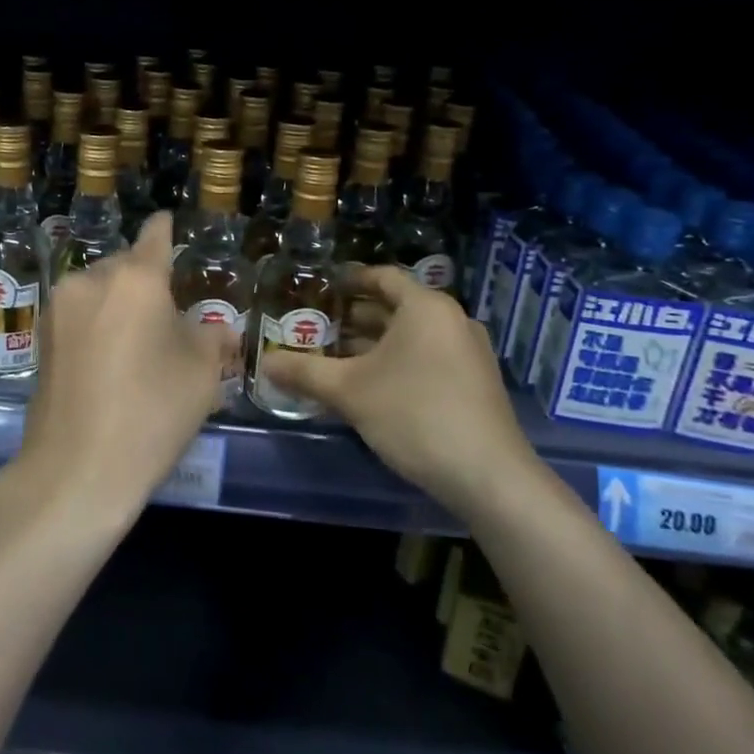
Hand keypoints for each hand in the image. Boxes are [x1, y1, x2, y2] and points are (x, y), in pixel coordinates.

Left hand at [15, 212, 235, 523]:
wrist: (77, 469)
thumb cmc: (151, 412)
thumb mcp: (201, 374)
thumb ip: (211, 337)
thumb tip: (216, 328)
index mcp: (136, 279)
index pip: (155, 236)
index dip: (166, 228)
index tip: (168, 222)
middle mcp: (92, 280)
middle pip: (125, 265)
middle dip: (146, 281)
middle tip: (167, 314)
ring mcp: (60, 308)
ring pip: (99, 290)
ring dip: (119, 303)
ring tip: (137, 342)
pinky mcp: (41, 338)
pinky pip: (79, 316)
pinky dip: (97, 324)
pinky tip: (110, 360)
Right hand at [263, 266, 533, 512]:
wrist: (489, 477)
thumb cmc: (415, 415)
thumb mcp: (350, 392)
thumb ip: (304, 372)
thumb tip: (264, 363)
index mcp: (426, 307)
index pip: (382, 277)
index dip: (350, 279)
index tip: (322, 287)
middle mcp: (452, 320)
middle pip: (397, 307)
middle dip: (356, 317)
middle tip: (318, 325)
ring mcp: (469, 353)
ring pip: (412, 336)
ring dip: (375, 343)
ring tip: (336, 357)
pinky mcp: (475, 383)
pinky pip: (428, 357)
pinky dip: (398, 361)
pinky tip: (371, 386)